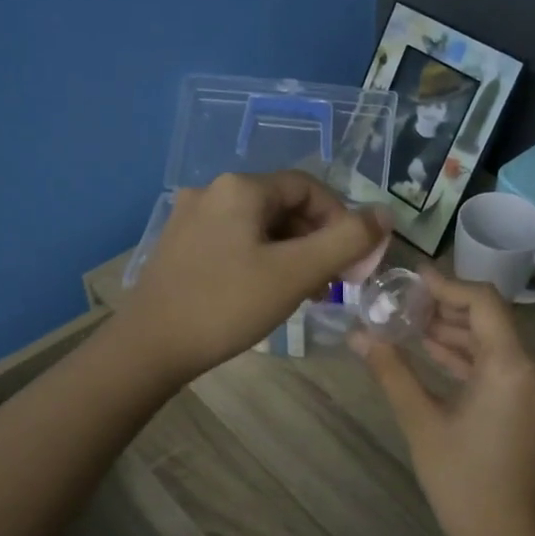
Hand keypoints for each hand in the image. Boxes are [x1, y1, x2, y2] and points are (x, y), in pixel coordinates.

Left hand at [118, 171, 388, 382]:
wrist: (149, 347)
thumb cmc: (227, 305)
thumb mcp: (296, 272)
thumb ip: (347, 240)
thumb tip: (385, 213)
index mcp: (240, 187)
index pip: (309, 188)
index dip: (340, 220)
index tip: (352, 261)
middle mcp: (212, 191)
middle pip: (283, 206)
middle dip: (315, 241)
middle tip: (330, 282)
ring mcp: (191, 218)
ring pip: (259, 227)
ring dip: (291, 253)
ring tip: (304, 293)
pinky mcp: (180, 245)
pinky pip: (235, 241)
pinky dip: (261, 260)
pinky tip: (265, 293)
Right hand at [352, 267, 534, 535]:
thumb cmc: (463, 483)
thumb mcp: (422, 423)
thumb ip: (392, 371)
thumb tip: (357, 335)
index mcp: (513, 366)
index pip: (483, 302)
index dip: (447, 285)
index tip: (412, 277)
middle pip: (489, 320)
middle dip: (445, 309)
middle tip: (402, 301)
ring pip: (494, 343)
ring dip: (455, 333)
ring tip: (409, 323)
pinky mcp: (534, 404)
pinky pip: (501, 366)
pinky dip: (469, 358)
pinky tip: (433, 350)